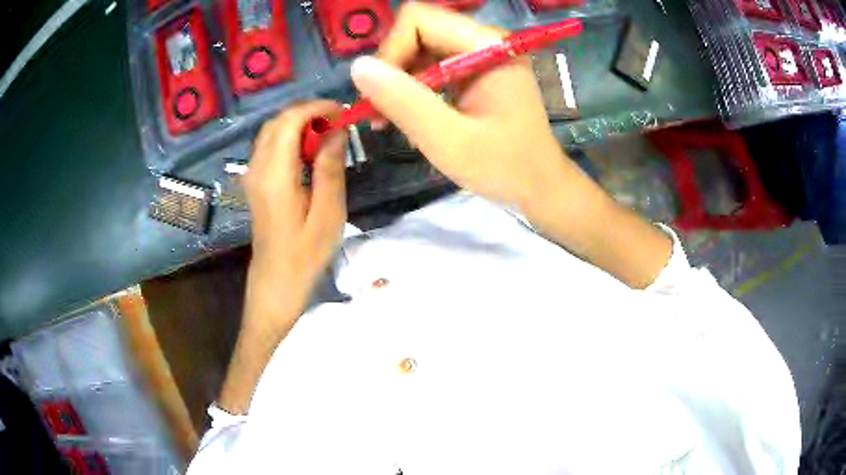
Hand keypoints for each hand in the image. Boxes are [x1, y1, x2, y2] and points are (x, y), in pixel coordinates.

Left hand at [242, 101, 347, 330]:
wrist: (276, 281)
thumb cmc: (306, 253)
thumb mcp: (328, 213)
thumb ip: (330, 168)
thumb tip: (336, 130)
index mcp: (276, 175)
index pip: (290, 121)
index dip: (316, 108)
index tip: (343, 112)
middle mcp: (258, 168)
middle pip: (278, 121)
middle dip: (308, 112)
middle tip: (338, 122)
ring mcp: (252, 174)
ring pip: (272, 131)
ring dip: (298, 123)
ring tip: (327, 133)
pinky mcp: (254, 181)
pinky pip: (269, 145)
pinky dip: (289, 136)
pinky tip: (308, 150)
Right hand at [350, 2, 578, 211]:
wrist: (540, 186)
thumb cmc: (504, 168)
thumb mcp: (449, 140)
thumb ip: (403, 101)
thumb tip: (358, 67)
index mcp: (487, 46)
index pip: (419, 20)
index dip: (390, 52)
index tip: (379, 96)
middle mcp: (485, 40)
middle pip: (417, 30)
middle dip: (392, 68)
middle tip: (381, 112)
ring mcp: (481, 53)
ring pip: (420, 46)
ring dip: (400, 80)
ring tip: (393, 119)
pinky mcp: (477, 68)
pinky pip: (432, 63)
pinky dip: (415, 87)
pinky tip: (413, 115)